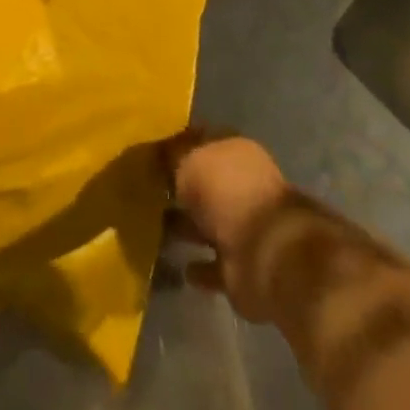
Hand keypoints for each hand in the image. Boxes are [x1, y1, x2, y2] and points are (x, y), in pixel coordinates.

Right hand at [166, 131, 294, 323]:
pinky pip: (214, 266)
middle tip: (145, 191)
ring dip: (185, 227)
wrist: (264, 255)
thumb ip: (170, 155)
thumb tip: (156, 152)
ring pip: (207, 224)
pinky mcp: (242, 269)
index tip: (148, 153)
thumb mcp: (188, 161)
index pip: (201, 141)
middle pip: (204, 184)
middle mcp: (242, 186)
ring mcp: (244, 228)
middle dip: (179, 188)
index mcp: (235, 151)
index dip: (176, 145)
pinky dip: (200, 267)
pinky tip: (179, 267)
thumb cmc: (226, 193)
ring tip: (152, 228)